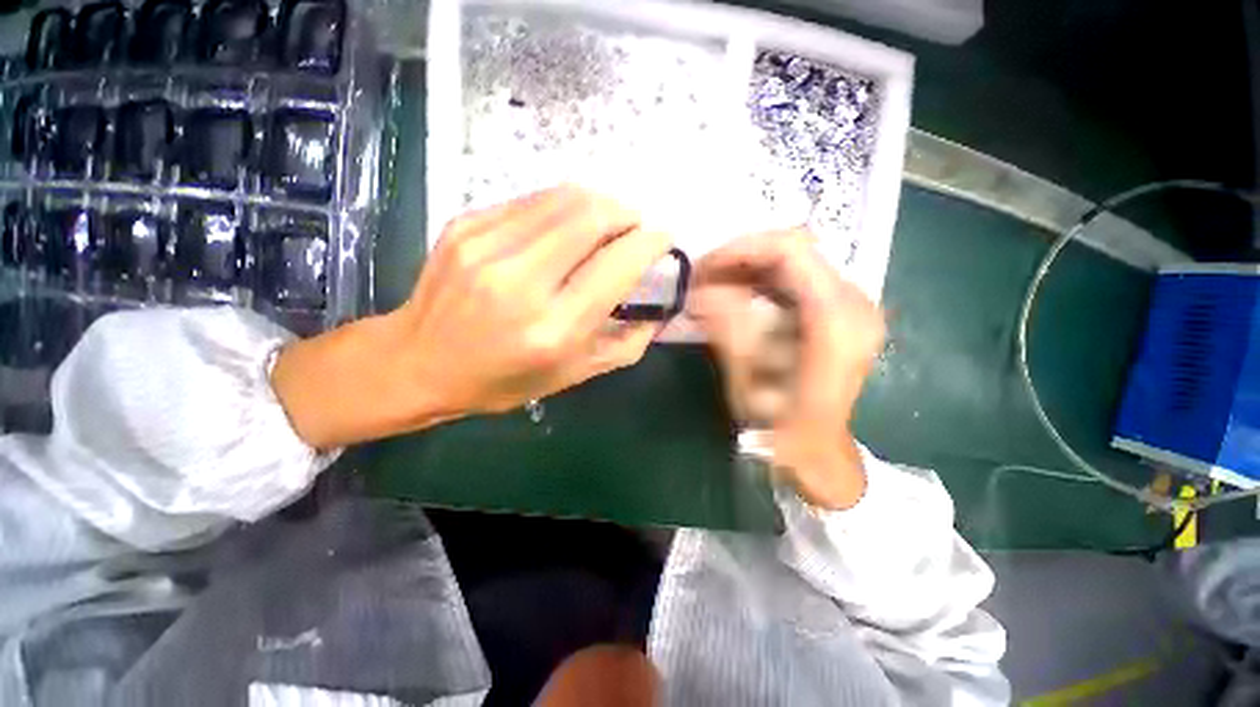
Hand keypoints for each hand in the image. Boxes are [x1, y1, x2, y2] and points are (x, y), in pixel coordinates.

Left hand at [272, 186, 671, 448]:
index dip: (650, 243)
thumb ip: (627, 342)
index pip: (617, 265)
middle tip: (636, 228)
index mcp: (554, 327)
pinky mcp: (465, 225)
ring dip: (599, 204)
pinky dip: (562, 207)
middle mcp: (521, 281)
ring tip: (607, 223)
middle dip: (628, 214)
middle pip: (593, 217)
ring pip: (564, 198)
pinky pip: (531, 200)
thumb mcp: (575, 375)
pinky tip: (565, 227)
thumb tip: (658, 308)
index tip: (664, 238)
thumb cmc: (503, 379)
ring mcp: (487, 246)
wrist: (418, 362)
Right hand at [688, 229, 884, 509]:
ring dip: (747, 271)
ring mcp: (850, 304)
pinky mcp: (839, 311)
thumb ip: (726, 330)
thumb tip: (698, 291)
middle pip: (792, 250)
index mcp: (837, 321)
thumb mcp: (747, 381)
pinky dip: (760, 282)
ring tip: (712, 292)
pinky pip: (795, 278)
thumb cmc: (783, 427)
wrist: (817, 449)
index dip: (740, 250)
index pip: (791, 250)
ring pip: (792, 261)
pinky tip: (736, 300)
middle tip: (701, 282)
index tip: (702, 268)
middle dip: (738, 261)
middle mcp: (854, 302)